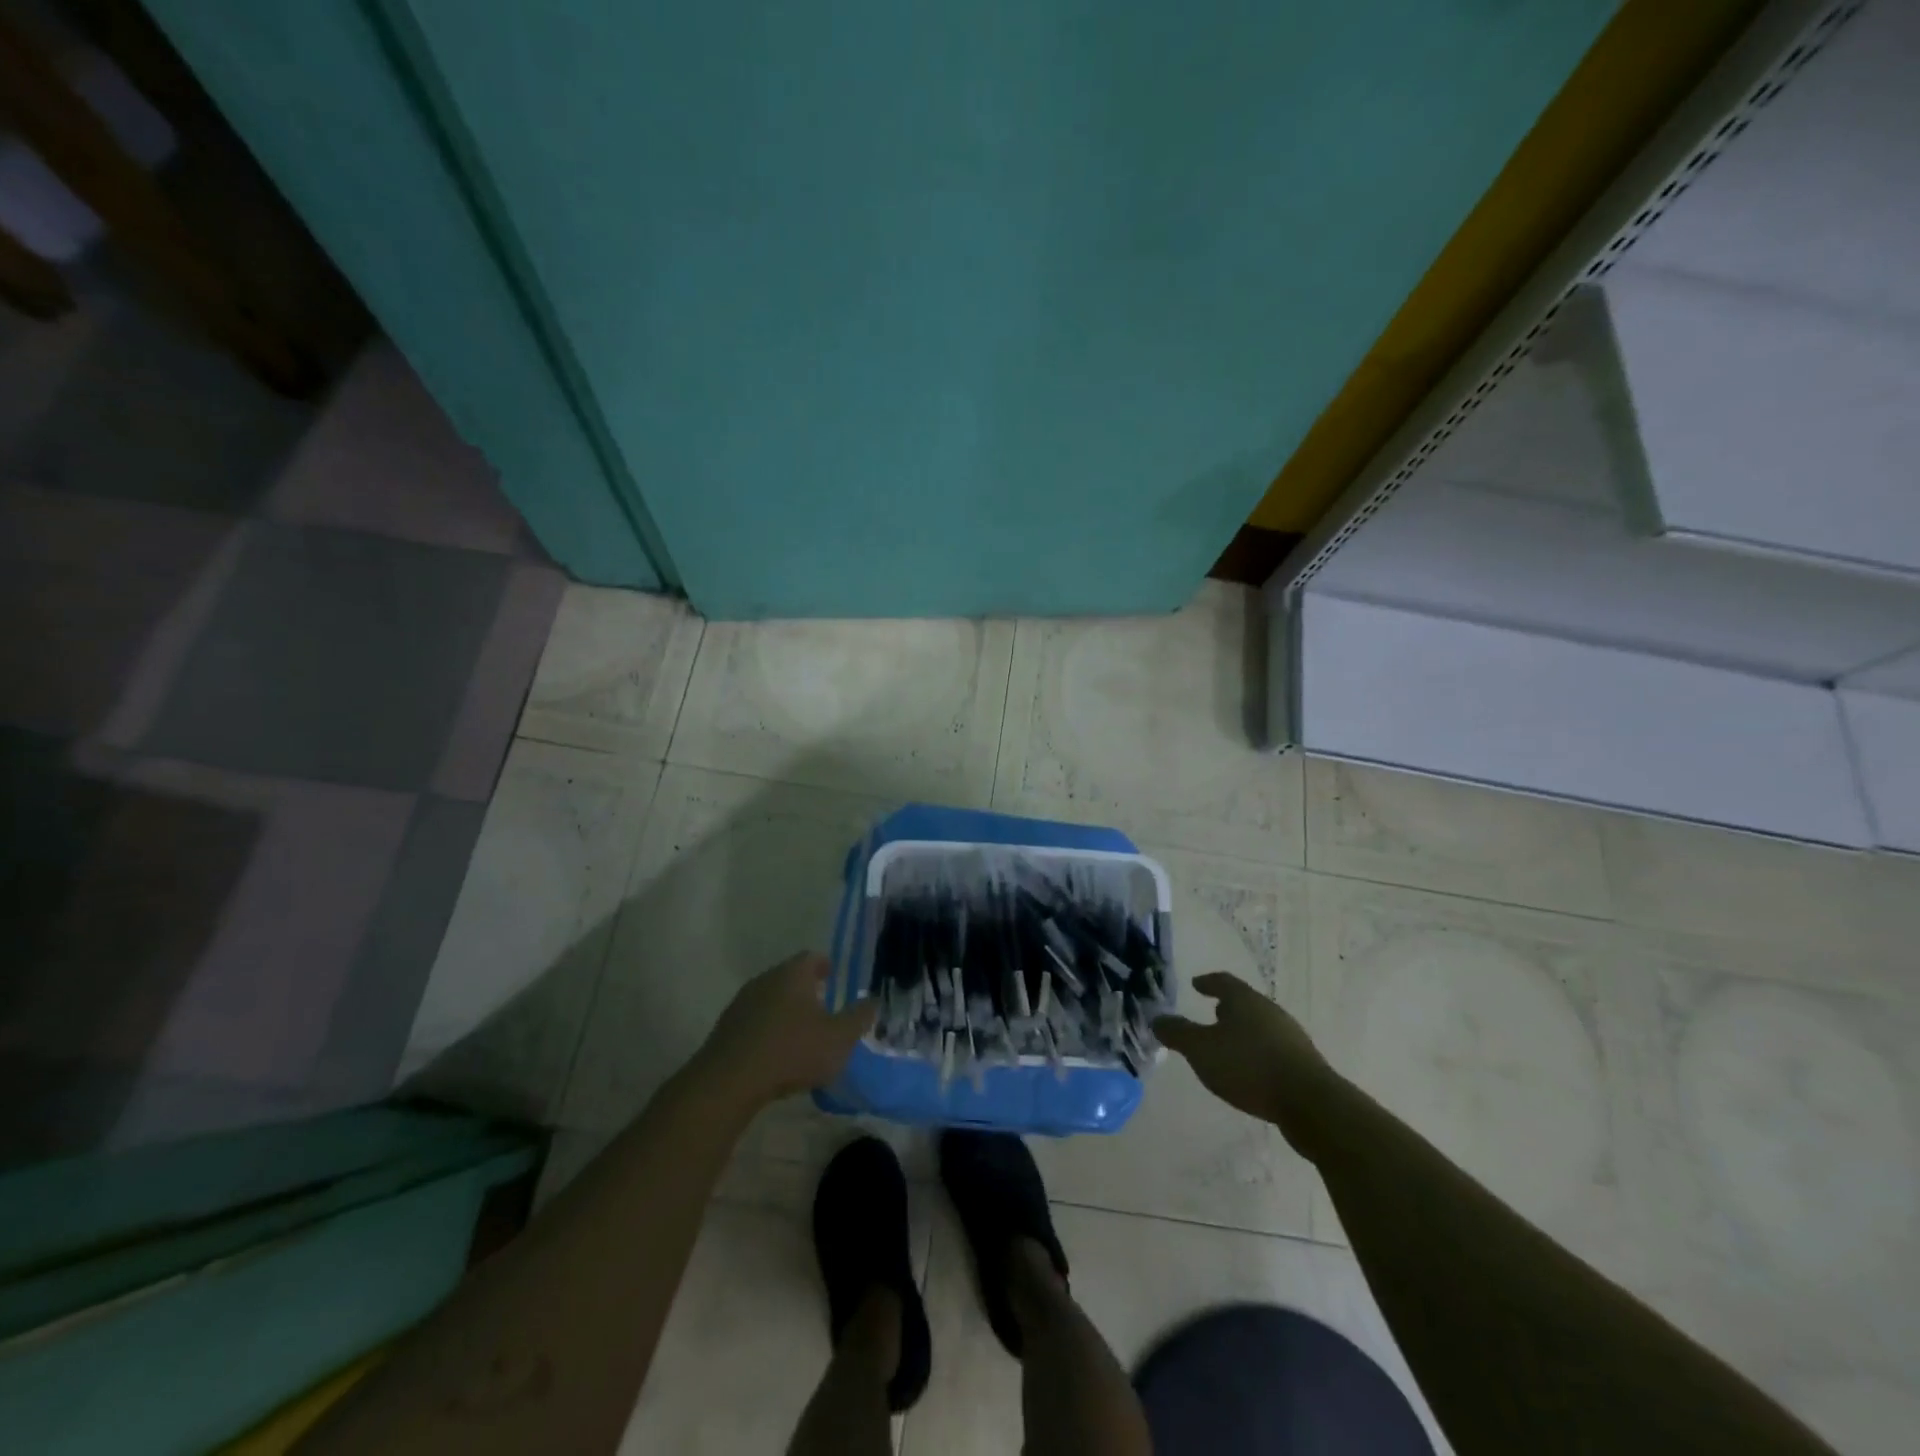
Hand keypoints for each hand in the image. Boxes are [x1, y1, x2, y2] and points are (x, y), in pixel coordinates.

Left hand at [695, 952, 876, 1107]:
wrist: (729, 1081)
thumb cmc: (792, 1051)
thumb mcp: (838, 1038)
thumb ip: (859, 1017)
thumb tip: (873, 1000)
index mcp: (793, 974)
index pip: (812, 957)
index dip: (825, 965)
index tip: (832, 976)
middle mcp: (766, 979)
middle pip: (789, 976)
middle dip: (805, 989)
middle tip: (822, 1006)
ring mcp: (742, 1002)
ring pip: (770, 998)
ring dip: (785, 1010)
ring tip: (799, 1032)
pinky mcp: (726, 1027)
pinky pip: (754, 1020)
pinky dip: (767, 1029)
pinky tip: (775, 1051)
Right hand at [1153, 972, 1333, 1122]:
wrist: (1310, 1103)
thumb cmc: (1248, 1066)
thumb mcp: (1201, 1050)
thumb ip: (1177, 1033)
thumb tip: (1157, 1019)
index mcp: (1244, 1000)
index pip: (1223, 981)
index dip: (1208, 982)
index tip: (1196, 984)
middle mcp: (1269, 1011)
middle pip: (1244, 1003)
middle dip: (1227, 1008)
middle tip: (1211, 1013)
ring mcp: (1290, 1036)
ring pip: (1260, 1026)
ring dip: (1243, 1031)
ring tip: (1228, 1044)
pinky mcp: (1303, 1062)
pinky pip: (1272, 1048)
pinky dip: (1257, 1052)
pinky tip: (1250, 1070)